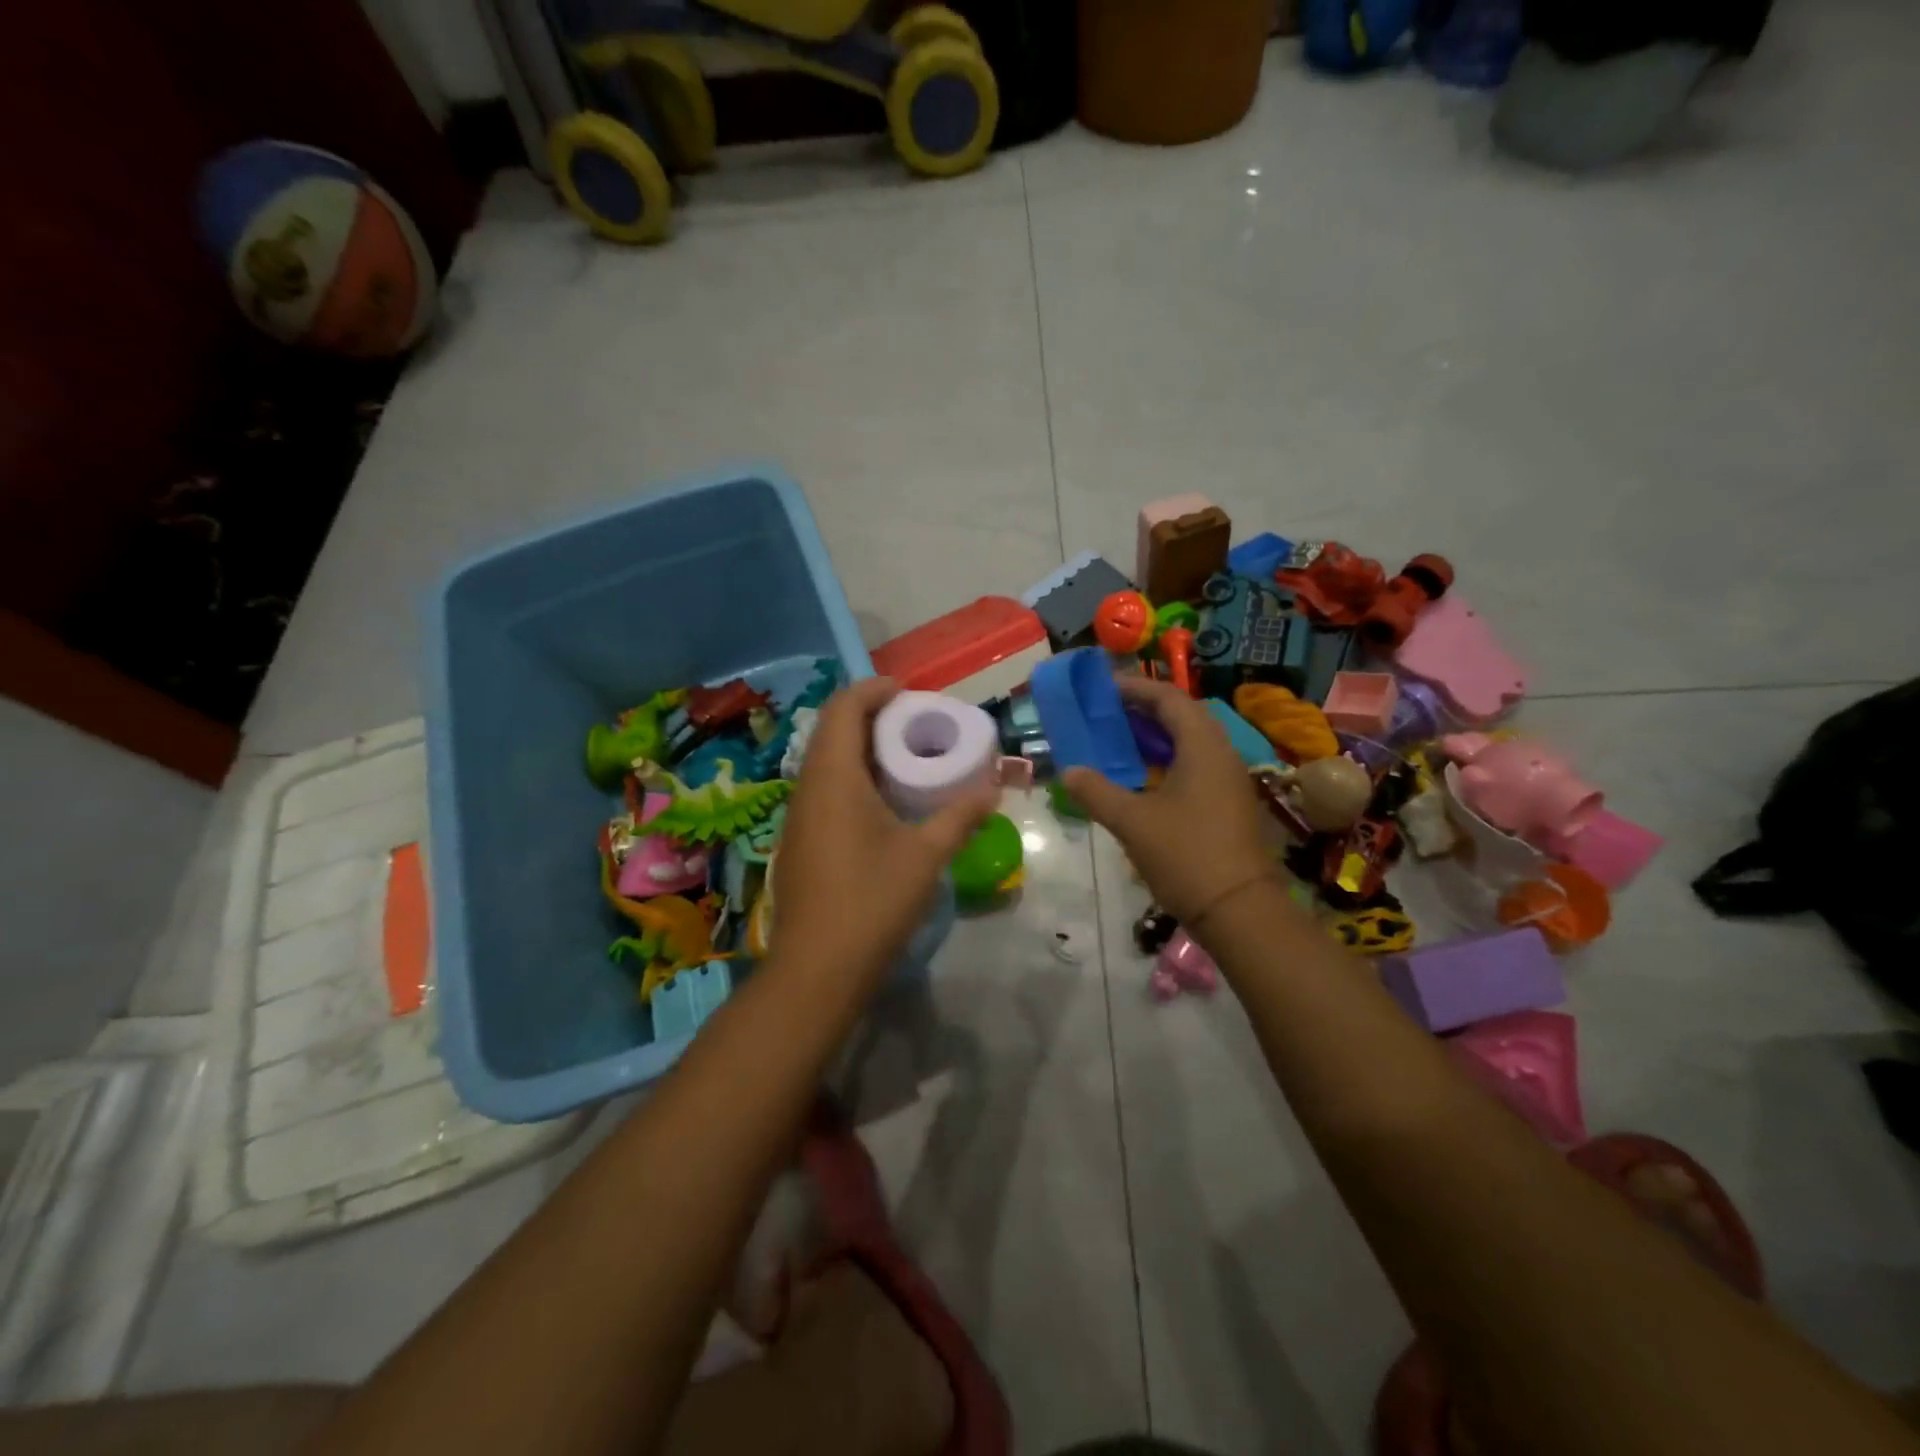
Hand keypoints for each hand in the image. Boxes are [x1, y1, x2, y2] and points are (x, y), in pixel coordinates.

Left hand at [771, 678, 997, 991]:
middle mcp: (807, 787)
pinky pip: (824, 788)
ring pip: (826, 761)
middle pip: (832, 730)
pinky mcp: (800, 841)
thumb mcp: (926, 855)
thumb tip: (993, 786)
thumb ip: (961, 814)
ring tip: (905, 757)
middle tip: (916, 723)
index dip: (874, 690)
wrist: (817, 970)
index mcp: (833, 777)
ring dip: (861, 748)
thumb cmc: (872, 901)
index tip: (910, 692)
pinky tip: (883, 802)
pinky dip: (852, 777)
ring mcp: (799, 816)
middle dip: (871, 716)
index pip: (844, 708)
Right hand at [1063, 677, 1272, 924]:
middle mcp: (1222, 754)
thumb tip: (1068, 771)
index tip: (1102, 689)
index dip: (1135, 689)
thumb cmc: (1185, 856)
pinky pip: (1196, 765)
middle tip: (1107, 713)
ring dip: (1157, 735)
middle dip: (1144, 709)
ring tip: (1119, 739)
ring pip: (1191, 742)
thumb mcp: (1132, 822)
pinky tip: (1144, 777)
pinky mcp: (1229, 803)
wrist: (1239, 911)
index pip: (1169, 699)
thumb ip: (1097, 791)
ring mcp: (1229, 780)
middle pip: (1183, 715)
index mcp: (1202, 747)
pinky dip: (1168, 759)